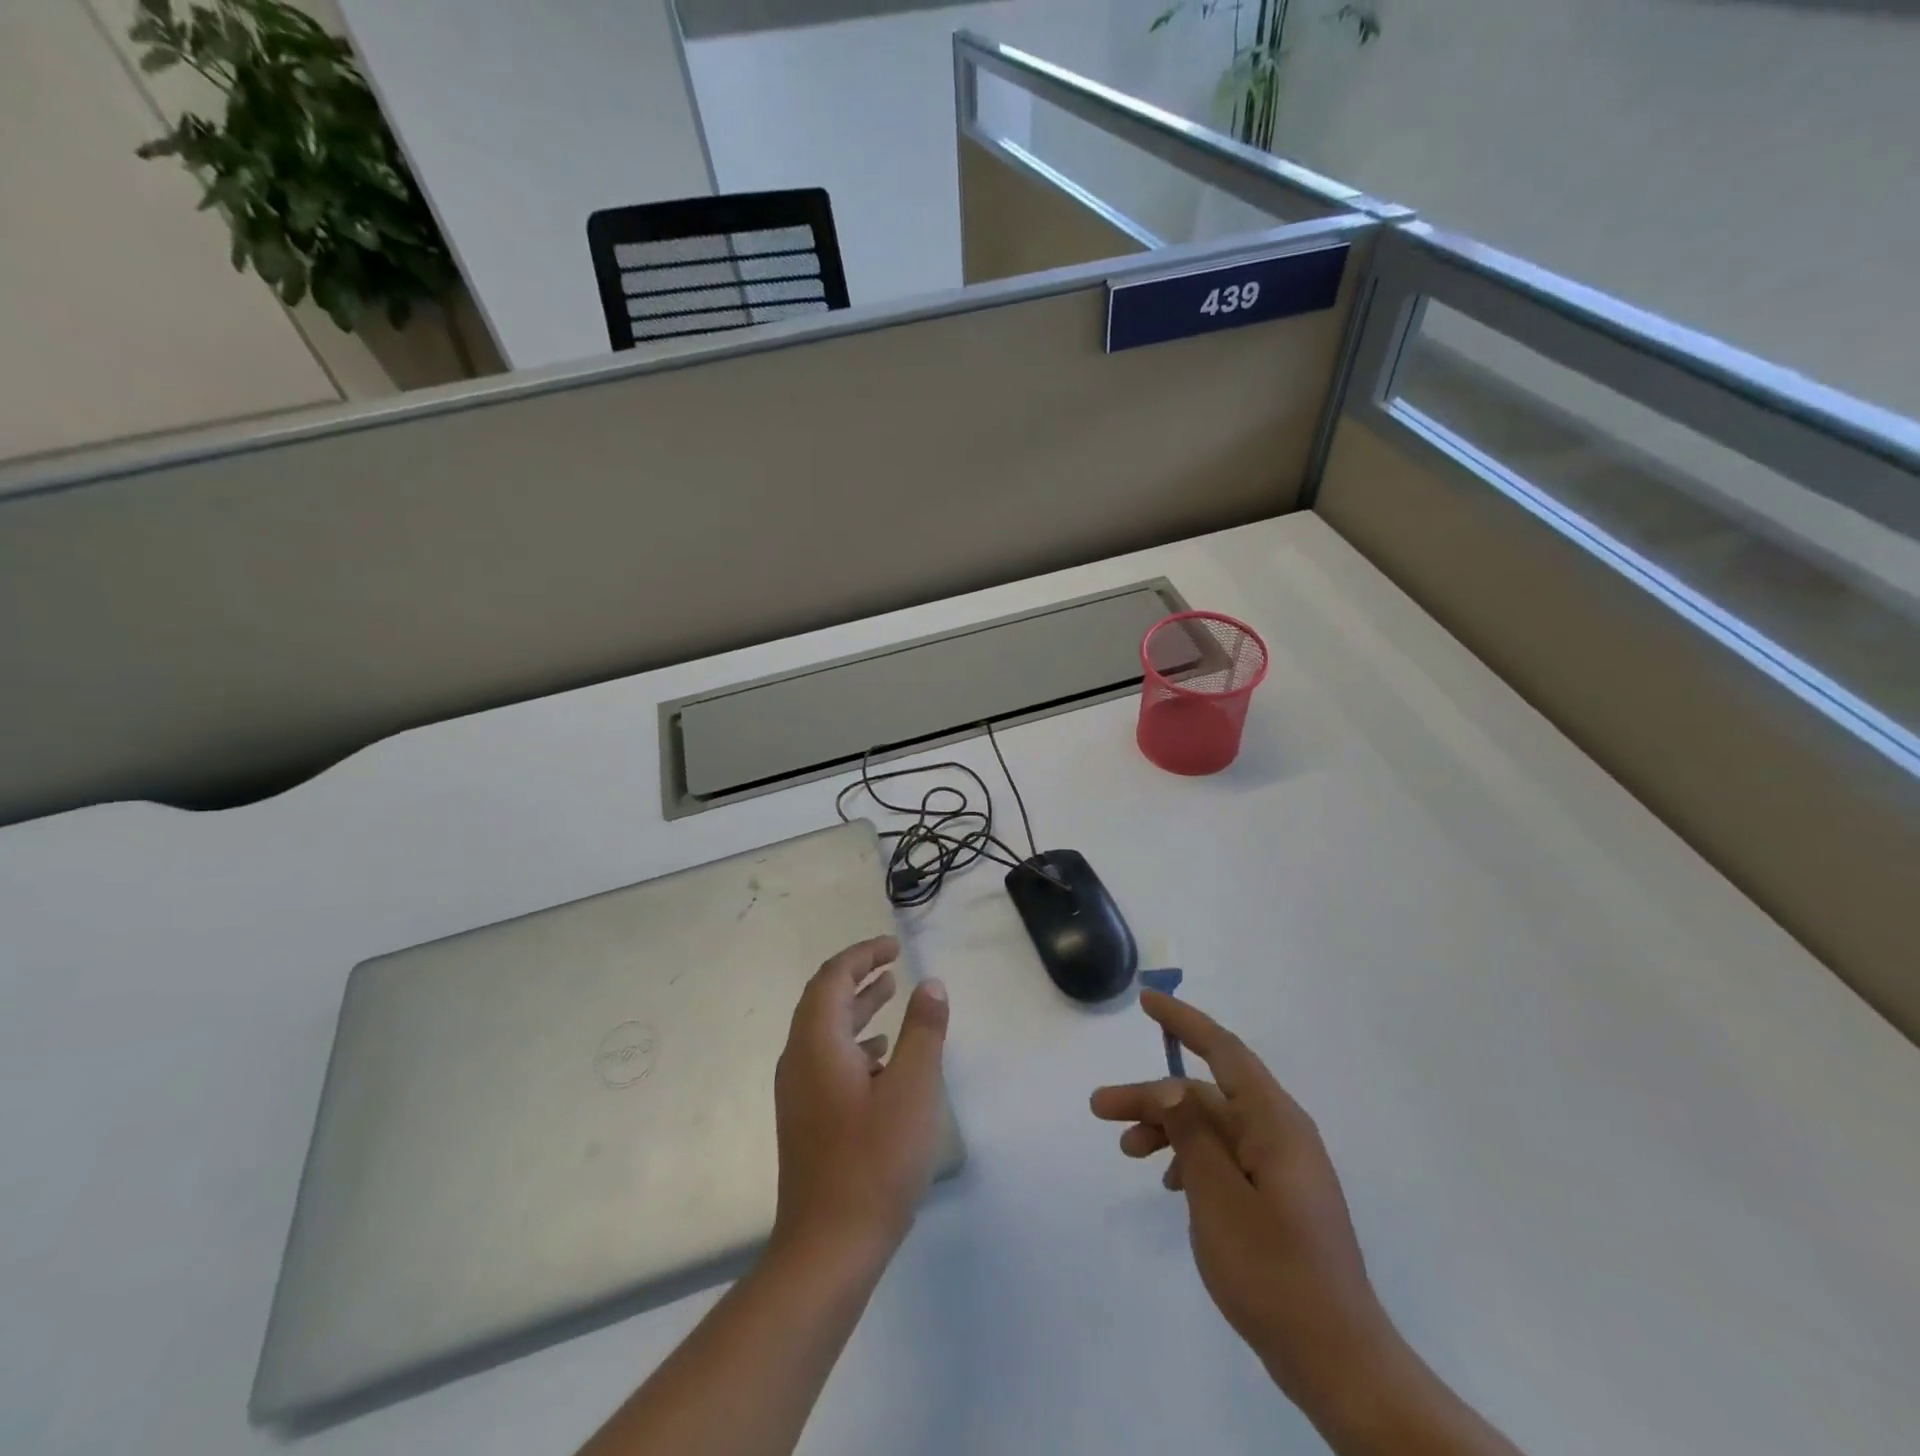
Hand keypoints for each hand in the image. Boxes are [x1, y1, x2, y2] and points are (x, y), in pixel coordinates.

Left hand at [772, 936, 950, 1263]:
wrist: (827, 1249)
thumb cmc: (874, 1161)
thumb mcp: (913, 1088)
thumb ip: (923, 1030)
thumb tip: (930, 984)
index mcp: (817, 1044)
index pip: (833, 978)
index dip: (862, 955)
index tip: (893, 946)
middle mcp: (799, 1060)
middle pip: (823, 999)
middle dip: (858, 975)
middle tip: (892, 962)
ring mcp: (799, 1093)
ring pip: (825, 1031)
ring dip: (857, 1008)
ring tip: (892, 994)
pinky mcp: (806, 1119)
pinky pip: (828, 1059)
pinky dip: (855, 1042)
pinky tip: (883, 1056)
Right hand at [1090, 992, 1394, 1411]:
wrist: (1338, 1361)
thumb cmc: (1274, 1271)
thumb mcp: (1218, 1197)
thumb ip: (1192, 1134)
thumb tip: (1171, 1085)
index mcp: (1275, 1122)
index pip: (1224, 1050)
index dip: (1183, 1021)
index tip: (1146, 1001)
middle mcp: (1281, 1133)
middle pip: (1207, 1094)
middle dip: (1154, 1096)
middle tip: (1101, 1108)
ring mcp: (1282, 1167)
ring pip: (1213, 1126)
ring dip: (1168, 1130)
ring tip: (1128, 1151)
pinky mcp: (1278, 1197)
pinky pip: (1226, 1157)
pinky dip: (1192, 1159)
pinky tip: (1170, 1185)